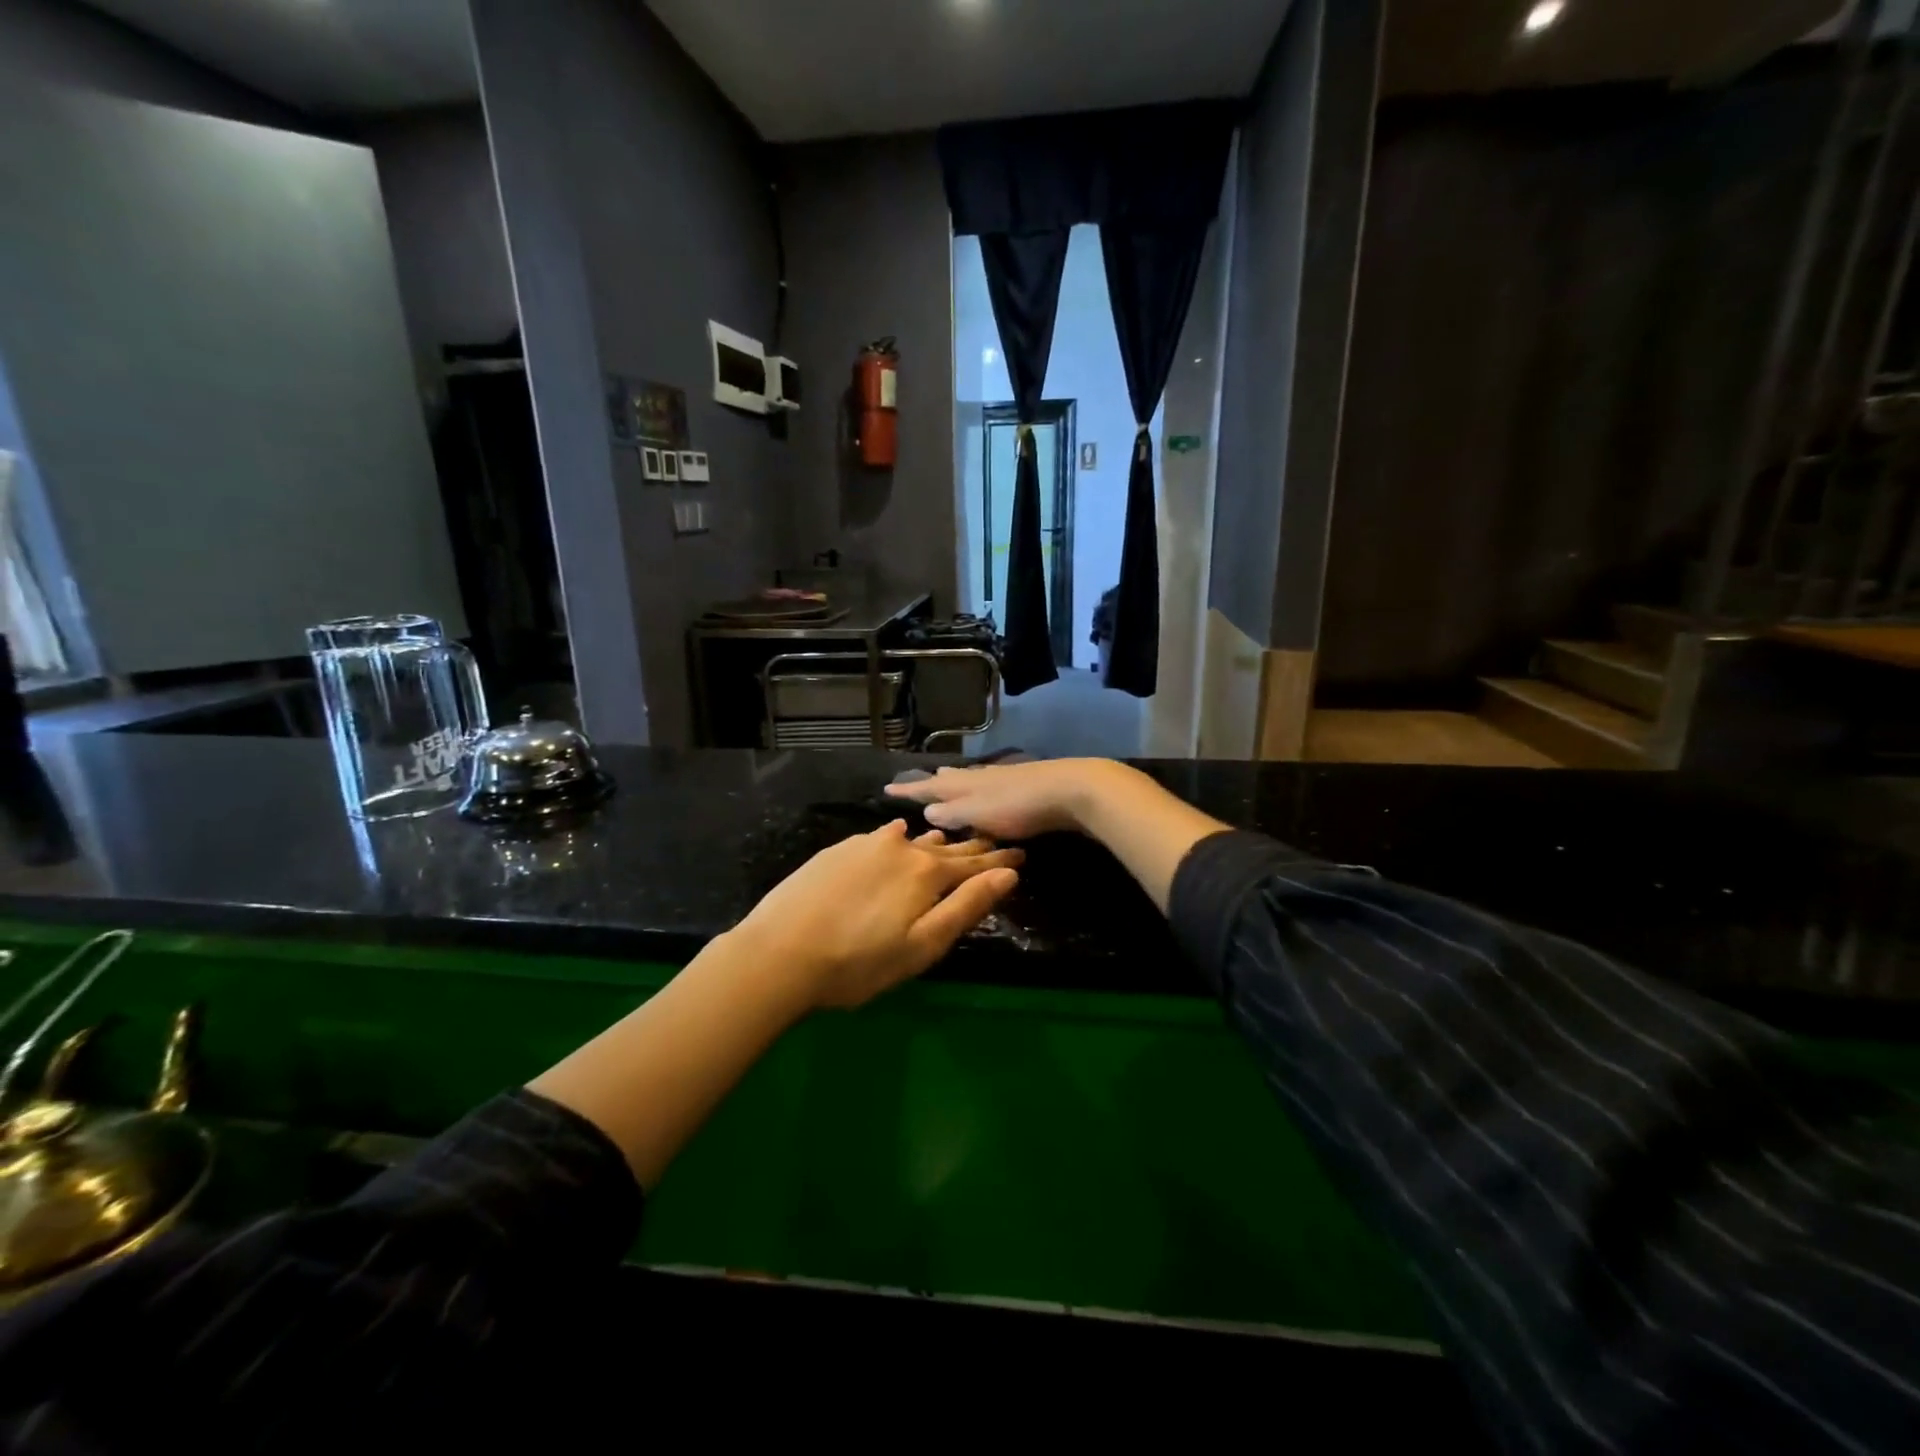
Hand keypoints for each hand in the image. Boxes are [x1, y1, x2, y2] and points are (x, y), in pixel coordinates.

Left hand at [725, 822, 1021, 1009]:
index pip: (974, 865)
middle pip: (945, 847)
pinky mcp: (838, 850)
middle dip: (971, 847)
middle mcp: (901, 847)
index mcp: (927, 873)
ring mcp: (866, 844)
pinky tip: (899, 833)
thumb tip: (1009, 875)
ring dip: (935, 841)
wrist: (778, 953)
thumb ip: (966, 907)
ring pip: (912, 838)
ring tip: (950, 838)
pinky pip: (881, 836)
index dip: (998, 862)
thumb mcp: (922, 946)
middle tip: (993, 841)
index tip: (1020, 854)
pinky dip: (898, 837)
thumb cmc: (858, 963)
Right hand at [883, 759, 1127, 840]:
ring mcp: (1003, 778)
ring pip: (972, 779)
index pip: (929, 787)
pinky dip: (979, 789)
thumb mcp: (978, 813)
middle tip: (918, 782)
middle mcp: (979, 777)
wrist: (1069, 790)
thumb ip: (952, 813)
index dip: (908, 790)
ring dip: (956, 782)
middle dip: (933, 782)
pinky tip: (988, 795)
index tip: (886, 788)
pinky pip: (991, 786)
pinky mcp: (1025, 785)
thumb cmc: (1018, 806)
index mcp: (964, 785)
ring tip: (947, 781)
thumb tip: (927, 809)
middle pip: (951, 777)